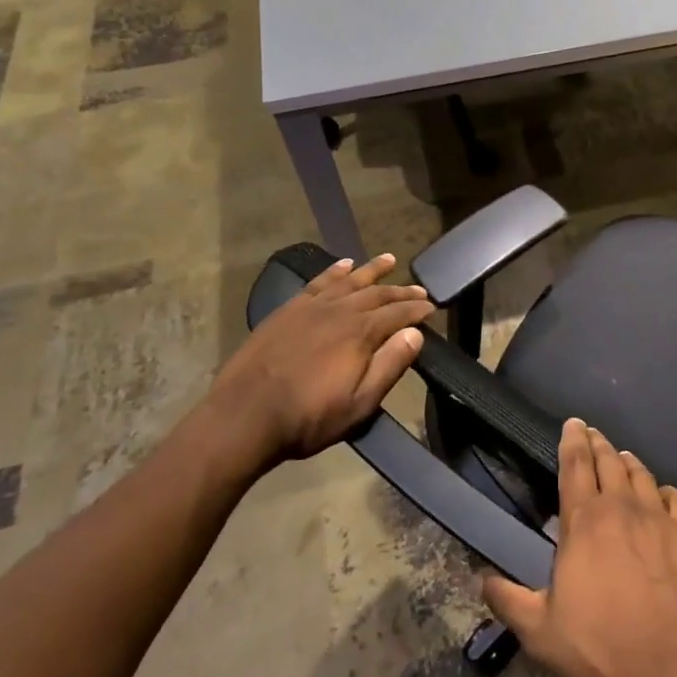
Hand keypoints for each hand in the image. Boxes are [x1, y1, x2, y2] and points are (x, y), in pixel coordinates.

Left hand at [193, 254, 433, 475]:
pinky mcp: (288, 310)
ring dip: (372, 270)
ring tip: (389, 259)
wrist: (244, 415)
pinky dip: (334, 271)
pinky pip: (318, 282)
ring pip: (349, 281)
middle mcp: (340, 311)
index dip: (418, 309)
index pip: (399, 313)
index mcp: (361, 333)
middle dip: (401, 290)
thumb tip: (415, 334)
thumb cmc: (308, 417)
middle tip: (419, 289)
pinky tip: (344, 265)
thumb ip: (390, 366)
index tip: (432, 307)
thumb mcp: (359, 403)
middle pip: (377, 294)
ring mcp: (312, 307)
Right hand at [482, 419, 676, 676]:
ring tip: (622, 456)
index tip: (572, 423)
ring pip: (641, 474)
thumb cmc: (602, 647)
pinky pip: (676, 498)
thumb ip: (510, 602)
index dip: (572, 441)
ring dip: (628, 462)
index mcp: (584, 522)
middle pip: (608, 461)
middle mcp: (621, 507)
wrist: (675, 668)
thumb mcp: (541, 633)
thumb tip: (483, 580)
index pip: (575, 465)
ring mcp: (659, 518)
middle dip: (598, 443)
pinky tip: (663, 493)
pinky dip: (665, 490)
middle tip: (592, 433)